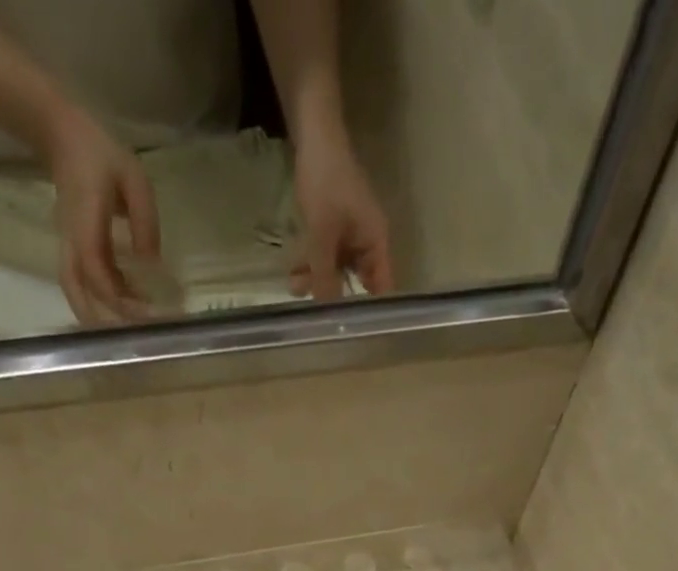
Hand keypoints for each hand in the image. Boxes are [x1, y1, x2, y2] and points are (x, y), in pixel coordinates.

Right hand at [47, 104, 159, 324]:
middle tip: (133, 336)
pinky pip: (82, 281)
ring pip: (75, 290)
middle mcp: (71, 239)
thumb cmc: (101, 154)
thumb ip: (144, 220)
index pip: (95, 271)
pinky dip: (102, 300)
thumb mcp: (134, 178)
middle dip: (101, 319)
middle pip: (75, 290)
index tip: (147, 313)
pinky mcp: (73, 247)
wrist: (61, 135)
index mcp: (85, 222)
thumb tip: (151, 264)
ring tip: (132, 327)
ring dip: (98, 314)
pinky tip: (129, 303)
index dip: (118, 299)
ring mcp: (68, 244)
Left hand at [290, 128, 392, 299]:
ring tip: (295, 287)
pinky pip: (326, 256)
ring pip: (337, 270)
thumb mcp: (322, 233)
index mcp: (376, 243)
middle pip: (358, 282)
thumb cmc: (325, 181)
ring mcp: (350, 235)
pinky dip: (312, 264)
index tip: (352, 331)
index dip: (371, 311)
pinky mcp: (334, 228)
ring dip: (318, 280)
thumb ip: (325, 274)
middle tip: (314, 315)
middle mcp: (368, 243)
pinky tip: (295, 272)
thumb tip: (327, 313)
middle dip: (335, 297)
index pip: (382, 288)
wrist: (313, 133)